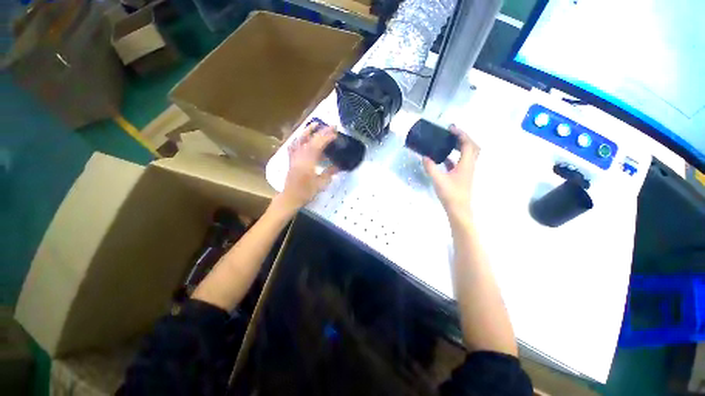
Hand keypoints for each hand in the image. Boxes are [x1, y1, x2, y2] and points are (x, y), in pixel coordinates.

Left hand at [277, 123, 337, 212]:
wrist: (290, 197)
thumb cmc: (306, 192)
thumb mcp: (321, 184)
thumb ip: (330, 173)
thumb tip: (339, 167)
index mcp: (308, 161)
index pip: (318, 145)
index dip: (327, 137)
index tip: (336, 133)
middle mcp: (300, 156)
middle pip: (311, 140)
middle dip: (321, 132)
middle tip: (331, 126)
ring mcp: (294, 156)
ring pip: (300, 140)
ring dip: (308, 131)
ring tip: (315, 124)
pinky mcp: (291, 159)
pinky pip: (293, 145)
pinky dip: (298, 139)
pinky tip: (301, 137)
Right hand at [423, 125, 479, 219]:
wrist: (458, 209)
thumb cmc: (450, 194)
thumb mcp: (438, 180)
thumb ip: (431, 167)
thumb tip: (425, 157)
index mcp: (466, 164)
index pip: (467, 144)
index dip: (461, 134)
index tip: (451, 128)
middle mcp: (469, 165)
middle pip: (472, 147)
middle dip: (463, 138)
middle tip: (452, 134)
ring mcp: (467, 171)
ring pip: (468, 154)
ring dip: (461, 146)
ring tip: (449, 143)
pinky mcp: (463, 176)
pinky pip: (462, 162)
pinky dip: (455, 156)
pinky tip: (445, 159)